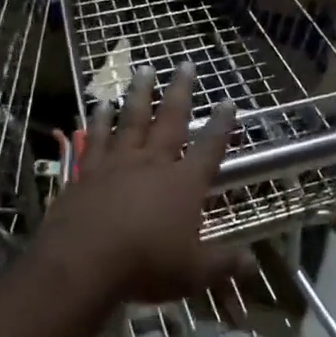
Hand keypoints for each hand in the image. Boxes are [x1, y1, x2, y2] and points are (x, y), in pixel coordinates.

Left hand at [40, 63, 241, 304]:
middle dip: (180, 91)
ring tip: (143, 69)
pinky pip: (96, 138)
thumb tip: (252, 264)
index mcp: (183, 184)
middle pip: (170, 119)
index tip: (228, 101)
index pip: (209, 148)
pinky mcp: (87, 172)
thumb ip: (223, 264)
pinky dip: (100, 120)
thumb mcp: (194, 273)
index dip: (221, 125)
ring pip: (131, 119)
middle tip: (185, 63)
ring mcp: (117, 164)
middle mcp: (152, 164)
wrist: (84, 262)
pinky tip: (101, 105)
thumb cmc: (146, 265)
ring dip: (139, 93)